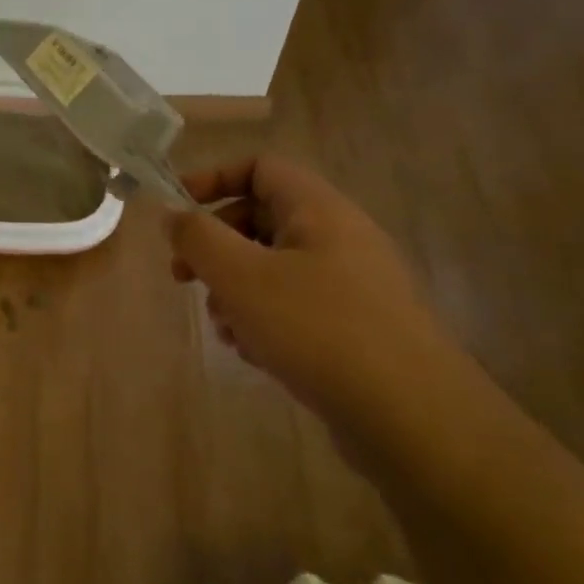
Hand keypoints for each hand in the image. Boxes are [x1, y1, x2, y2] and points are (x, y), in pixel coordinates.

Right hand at [170, 156, 457, 426]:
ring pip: (272, 268)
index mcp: (318, 210)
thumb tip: (173, 215)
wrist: (410, 415)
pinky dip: (264, 320)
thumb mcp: (241, 276)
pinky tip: (255, 353)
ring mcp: (349, 284)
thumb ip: (198, 238)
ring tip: (226, 328)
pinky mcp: (353, 326)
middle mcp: (338, 238)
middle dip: (215, 247)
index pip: (260, 167)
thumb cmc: (317, 329)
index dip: (213, 179)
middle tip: (182, 277)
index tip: (175, 212)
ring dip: (234, 291)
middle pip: (260, 220)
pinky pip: (293, 306)